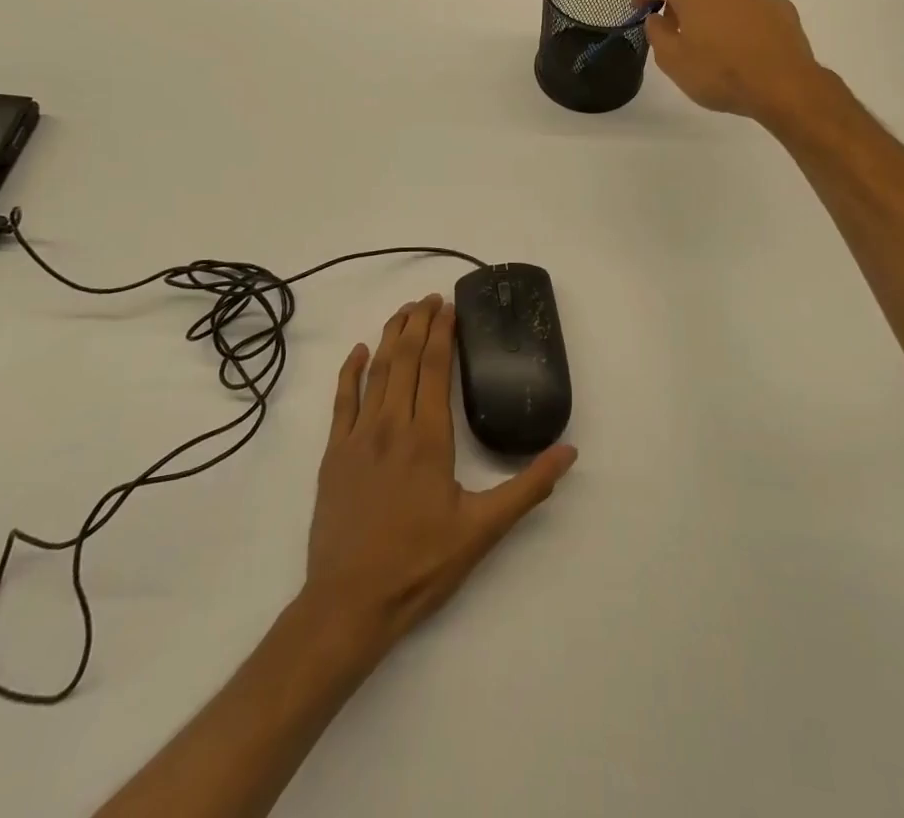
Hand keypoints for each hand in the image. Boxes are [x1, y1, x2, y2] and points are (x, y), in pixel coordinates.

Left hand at [304, 295, 576, 651]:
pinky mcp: (334, 455)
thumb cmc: (420, 564)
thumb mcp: (483, 530)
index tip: (449, 306)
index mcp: (429, 437)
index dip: (443, 332)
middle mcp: (392, 425)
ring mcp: (358, 437)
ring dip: (391, 337)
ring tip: (403, 312)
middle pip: (406, 359)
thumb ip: (527, 487)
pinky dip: (350, 371)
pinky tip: (359, 352)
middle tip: (429, 298)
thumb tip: (569, 452)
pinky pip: (342, 401)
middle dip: (418, 323)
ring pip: (376, 372)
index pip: (436, 368)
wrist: (349, 604)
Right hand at [636, 0, 827, 125]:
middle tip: (677, 21)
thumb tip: (656, 17)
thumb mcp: (673, 62)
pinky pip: (749, 1)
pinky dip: (739, 12)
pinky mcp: (778, 3)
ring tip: (711, 29)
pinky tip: (742, 37)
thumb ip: (657, 34)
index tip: (637, 5)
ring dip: (711, 0)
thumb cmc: (719, 73)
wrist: (782, 83)